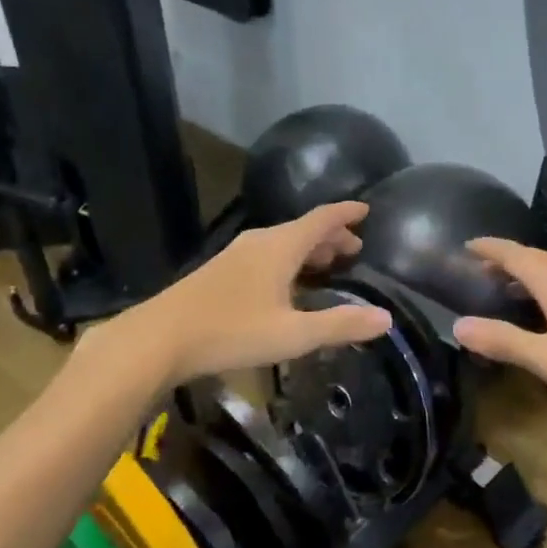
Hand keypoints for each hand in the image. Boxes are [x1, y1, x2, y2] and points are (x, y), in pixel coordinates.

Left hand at [124, 201, 392, 382]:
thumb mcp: (294, 334)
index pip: (322, 218)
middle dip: (331, 237)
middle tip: (354, 250)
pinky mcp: (220, 272)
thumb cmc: (232, 331)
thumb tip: (386, 319)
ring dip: (308, 250)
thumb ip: (341, 325)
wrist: (160, 338)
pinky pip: (266, 255)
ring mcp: (236, 255)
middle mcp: (260, 242)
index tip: (366, 209)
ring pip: (282, 243)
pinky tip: (286, 286)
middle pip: (303, 230)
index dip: (346, 213)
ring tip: (327, 266)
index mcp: (281, 246)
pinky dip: (288, 261)